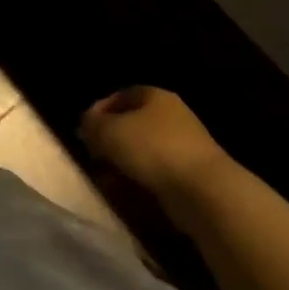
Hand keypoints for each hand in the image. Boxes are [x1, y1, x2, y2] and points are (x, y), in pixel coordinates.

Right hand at [80, 87, 233, 200]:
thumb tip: (87, 126)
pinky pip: (158, 173)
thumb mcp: (108, 131)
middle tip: (94, 157)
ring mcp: (185, 146)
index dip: (98, 112)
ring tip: (108, 180)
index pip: (119, 96)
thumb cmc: (152, 149)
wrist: (205, 192)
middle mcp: (172, 115)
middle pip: (131, 124)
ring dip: (124, 164)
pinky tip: (129, 193)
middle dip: (110, 141)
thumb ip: (91, 124)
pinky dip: (142, 181)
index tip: (83, 132)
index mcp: (154, 95)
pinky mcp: (192, 174)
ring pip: (143, 151)